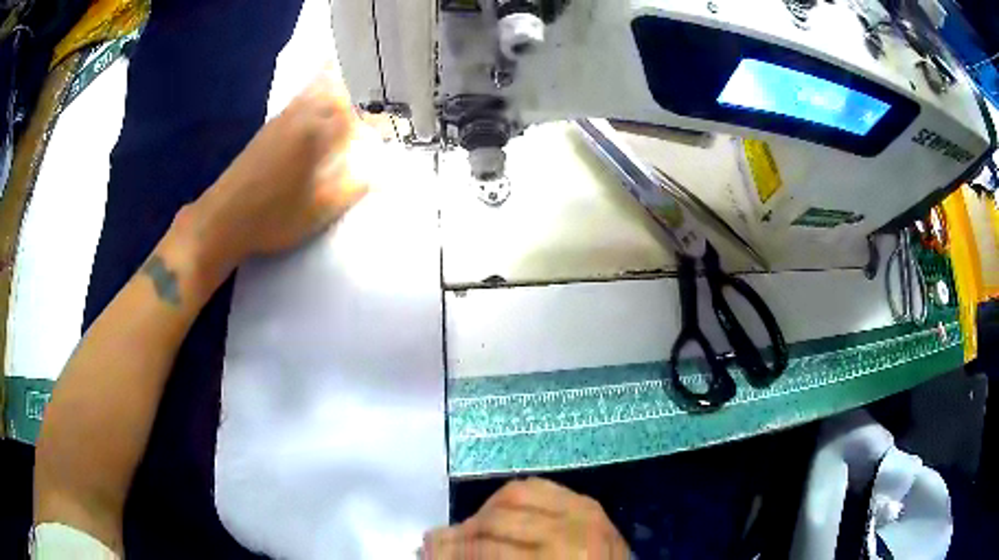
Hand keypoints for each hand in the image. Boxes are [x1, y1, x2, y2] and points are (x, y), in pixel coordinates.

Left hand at [189, 67, 369, 270]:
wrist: (223, 218)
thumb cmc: (273, 217)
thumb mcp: (320, 210)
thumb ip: (354, 188)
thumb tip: (383, 175)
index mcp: (318, 131)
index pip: (359, 114)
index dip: (379, 121)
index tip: (390, 133)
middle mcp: (302, 114)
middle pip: (339, 89)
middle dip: (361, 95)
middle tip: (375, 110)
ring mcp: (283, 117)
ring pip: (318, 88)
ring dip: (339, 90)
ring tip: (353, 100)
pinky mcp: (270, 126)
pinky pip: (302, 98)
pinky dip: (317, 94)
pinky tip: (319, 109)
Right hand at [424, 478, 629, 558]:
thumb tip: (437, 552)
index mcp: (559, 558)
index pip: (489, 549)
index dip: (453, 553)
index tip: (429, 555)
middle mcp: (572, 528)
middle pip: (497, 520)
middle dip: (460, 532)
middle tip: (436, 542)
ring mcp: (584, 510)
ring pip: (514, 494)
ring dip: (482, 512)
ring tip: (465, 529)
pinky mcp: (588, 502)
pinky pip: (539, 486)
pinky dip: (511, 497)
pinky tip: (497, 512)